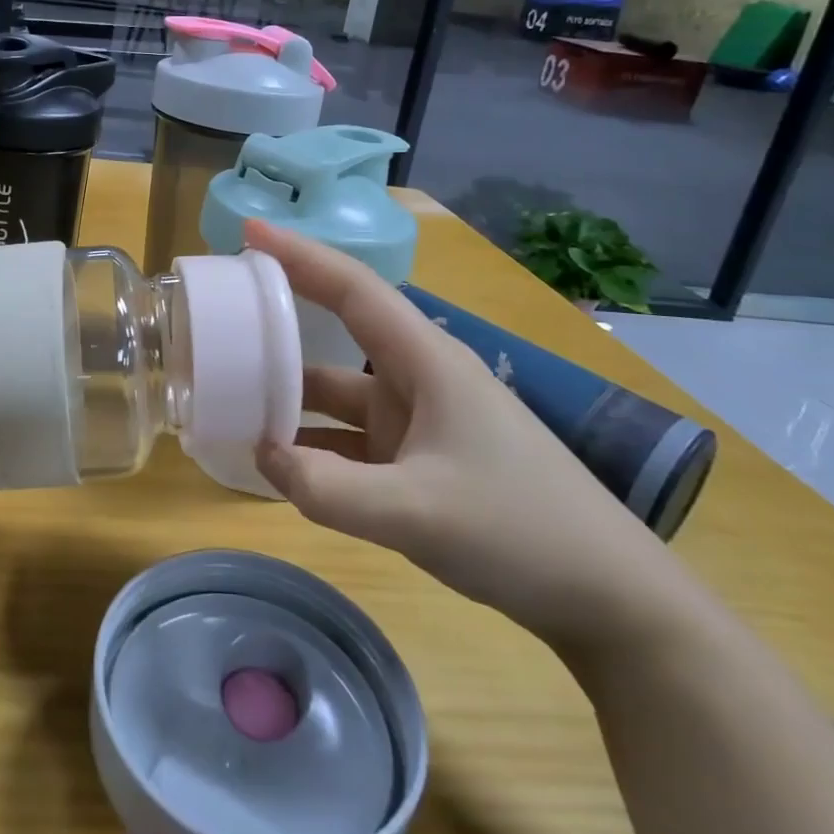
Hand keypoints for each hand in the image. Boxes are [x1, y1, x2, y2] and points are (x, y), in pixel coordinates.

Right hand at [248, 221, 684, 656]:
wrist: (610, 601)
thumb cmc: (522, 531)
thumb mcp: (417, 513)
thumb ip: (328, 488)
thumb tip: (263, 457)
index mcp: (427, 361)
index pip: (353, 288)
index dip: (299, 255)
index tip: (248, 233)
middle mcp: (418, 378)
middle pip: (337, 332)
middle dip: (282, 318)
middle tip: (222, 313)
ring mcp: (419, 421)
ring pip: (339, 392)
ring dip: (291, 394)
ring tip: (230, 394)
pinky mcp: (420, 460)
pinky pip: (351, 439)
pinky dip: (313, 444)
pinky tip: (276, 461)